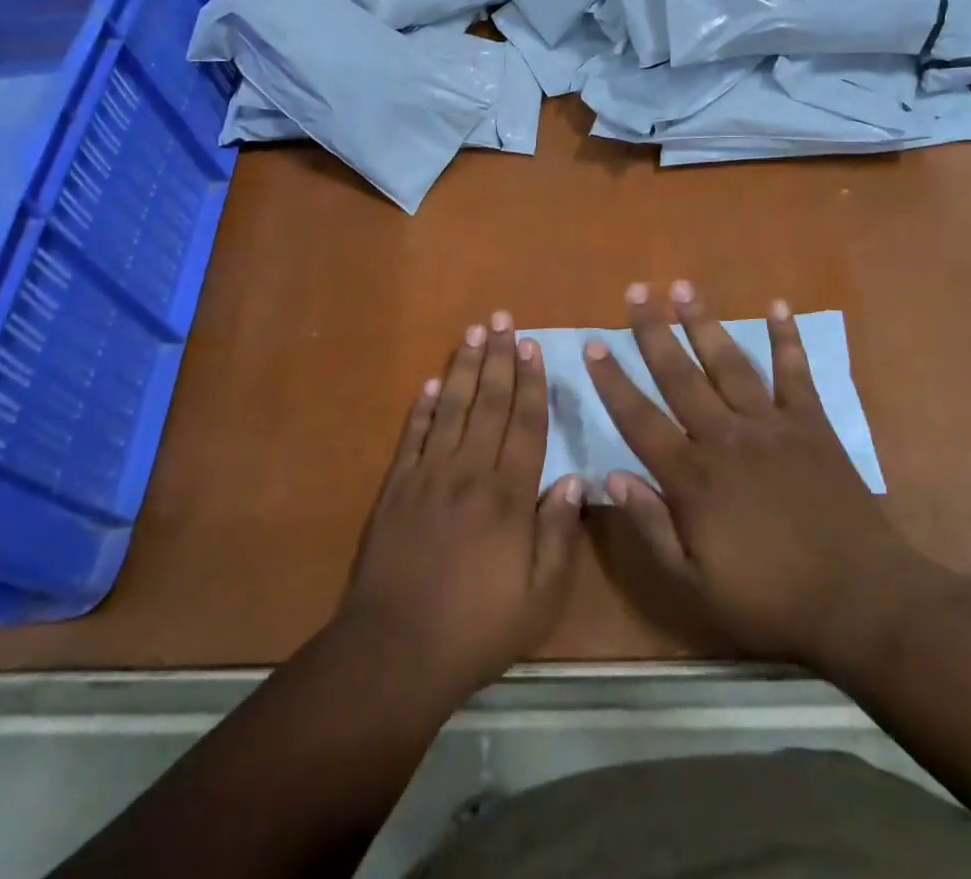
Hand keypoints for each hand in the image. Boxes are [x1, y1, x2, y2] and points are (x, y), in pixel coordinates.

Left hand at [338, 313, 584, 704]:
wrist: (395, 651)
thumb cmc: (477, 628)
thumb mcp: (539, 597)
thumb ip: (558, 534)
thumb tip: (574, 479)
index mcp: (508, 496)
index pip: (525, 424)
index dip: (531, 382)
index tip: (533, 346)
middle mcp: (469, 472)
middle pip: (489, 403)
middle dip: (499, 358)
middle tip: (503, 319)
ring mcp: (428, 476)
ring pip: (452, 408)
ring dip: (465, 368)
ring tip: (474, 333)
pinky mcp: (396, 488)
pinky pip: (413, 436)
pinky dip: (423, 407)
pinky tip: (432, 383)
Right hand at [584, 281, 922, 666]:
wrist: (860, 601)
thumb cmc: (771, 599)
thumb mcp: (695, 584)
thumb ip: (651, 527)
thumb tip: (612, 475)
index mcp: (693, 476)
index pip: (639, 418)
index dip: (612, 380)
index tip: (592, 344)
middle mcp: (725, 436)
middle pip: (680, 375)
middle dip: (653, 331)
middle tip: (636, 291)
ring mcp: (771, 425)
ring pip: (729, 363)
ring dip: (704, 322)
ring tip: (684, 287)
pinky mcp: (812, 425)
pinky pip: (796, 373)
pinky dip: (787, 338)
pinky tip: (779, 306)